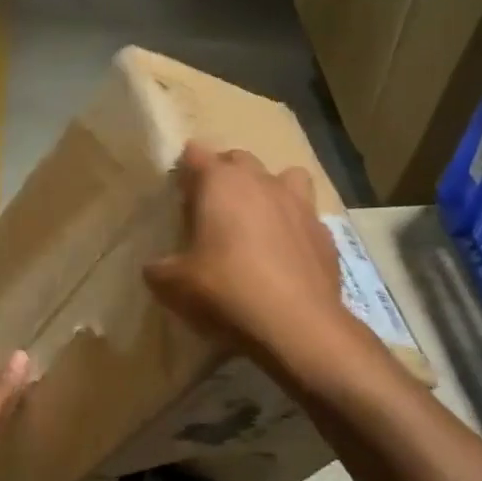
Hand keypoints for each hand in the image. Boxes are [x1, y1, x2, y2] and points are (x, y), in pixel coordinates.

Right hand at [144, 143, 352, 365]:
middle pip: (239, 159)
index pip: (196, 155)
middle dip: (224, 173)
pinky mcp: (324, 233)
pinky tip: (285, 253)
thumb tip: (156, 267)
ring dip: (269, 189)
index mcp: (221, 183)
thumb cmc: (226, 291)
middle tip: (211, 205)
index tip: (178, 191)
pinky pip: (306, 216)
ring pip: (285, 176)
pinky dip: (293, 226)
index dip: (184, 169)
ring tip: (258, 218)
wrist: (296, 325)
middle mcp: (262, 182)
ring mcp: (299, 204)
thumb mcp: (173, 285)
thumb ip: (159, 268)